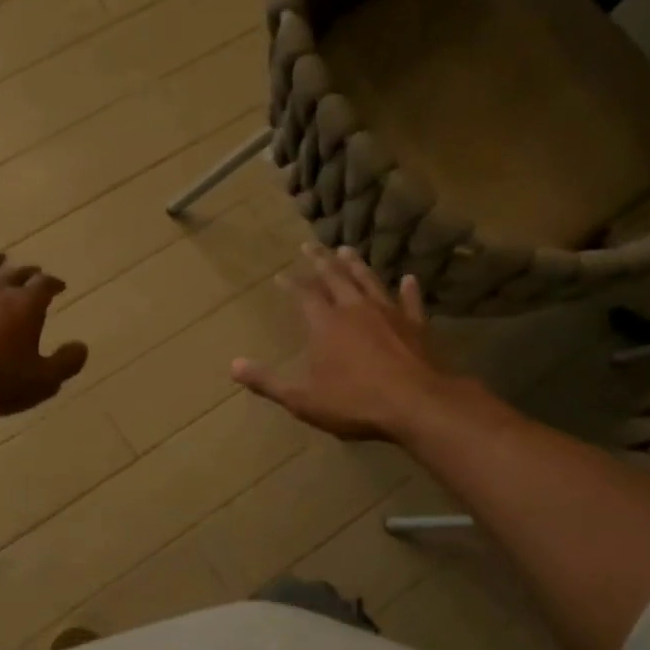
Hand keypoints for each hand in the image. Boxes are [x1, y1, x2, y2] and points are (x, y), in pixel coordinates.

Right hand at [232, 244, 456, 441]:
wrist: (415, 404)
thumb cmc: (354, 402)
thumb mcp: (302, 399)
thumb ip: (268, 381)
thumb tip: (233, 366)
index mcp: (326, 324)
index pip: (304, 294)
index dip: (292, 283)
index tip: (281, 274)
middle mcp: (355, 309)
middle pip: (336, 277)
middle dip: (321, 260)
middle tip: (310, 244)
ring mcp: (388, 314)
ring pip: (369, 281)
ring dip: (356, 265)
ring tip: (347, 250)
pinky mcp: (415, 326)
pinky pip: (410, 301)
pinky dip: (408, 289)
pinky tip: (409, 278)